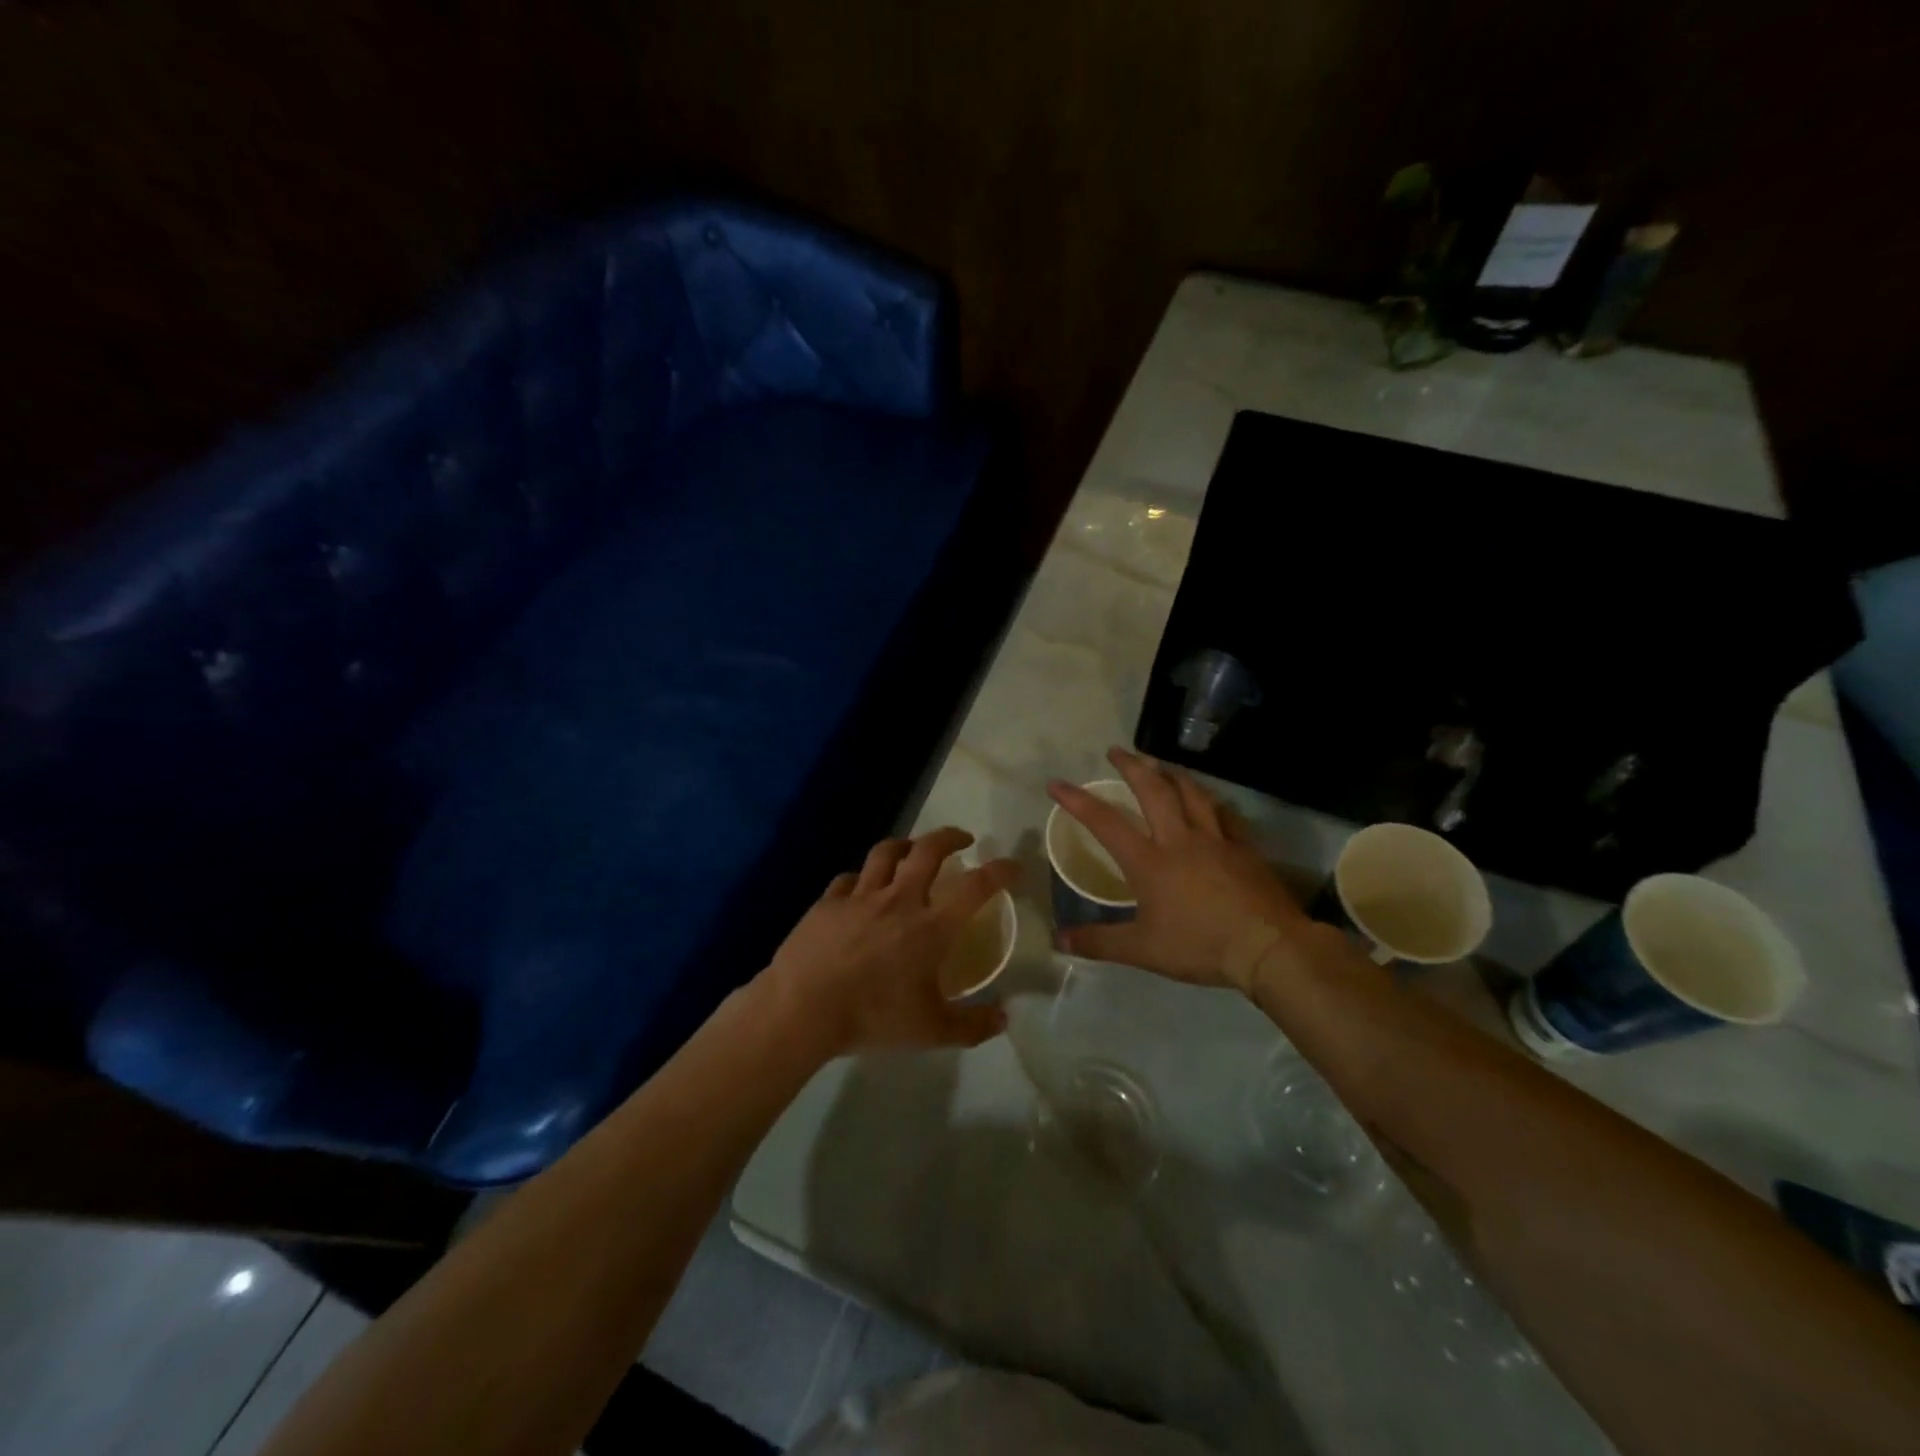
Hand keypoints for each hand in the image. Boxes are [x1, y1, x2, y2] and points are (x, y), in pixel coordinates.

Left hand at [760, 828, 1018, 1056]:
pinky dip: (861, 879)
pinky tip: (860, 888)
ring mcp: (860, 897)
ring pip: (885, 853)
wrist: (803, 1009)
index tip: (1013, 866)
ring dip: (904, 845)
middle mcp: (899, 900)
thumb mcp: (932, 1031)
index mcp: (931, 927)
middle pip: (928, 850)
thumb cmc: (873, 1017)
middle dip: (949, 837)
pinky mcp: (828, 902)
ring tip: (912, 849)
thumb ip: (972, 1026)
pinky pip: (849, 879)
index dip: (999, 871)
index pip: (976, 887)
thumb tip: (1005, 1019)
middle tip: (962, 840)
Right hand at [1048, 746, 1316, 990]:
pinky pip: (1226, 816)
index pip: (1105, 823)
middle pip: (1153, 790)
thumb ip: (1099, 942)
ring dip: (1172, 774)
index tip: (1057, 784)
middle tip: (1117, 751)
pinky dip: (1213, 803)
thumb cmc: (1200, 945)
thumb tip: (1058, 940)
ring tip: (1161, 765)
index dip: (1078, 801)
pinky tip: (1211, 802)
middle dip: (1132, 766)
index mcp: (1149, 861)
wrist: (1267, 947)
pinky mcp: (1245, 848)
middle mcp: (1180, 839)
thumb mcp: (1142, 950)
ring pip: (1192, 793)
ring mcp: (1216, 840)